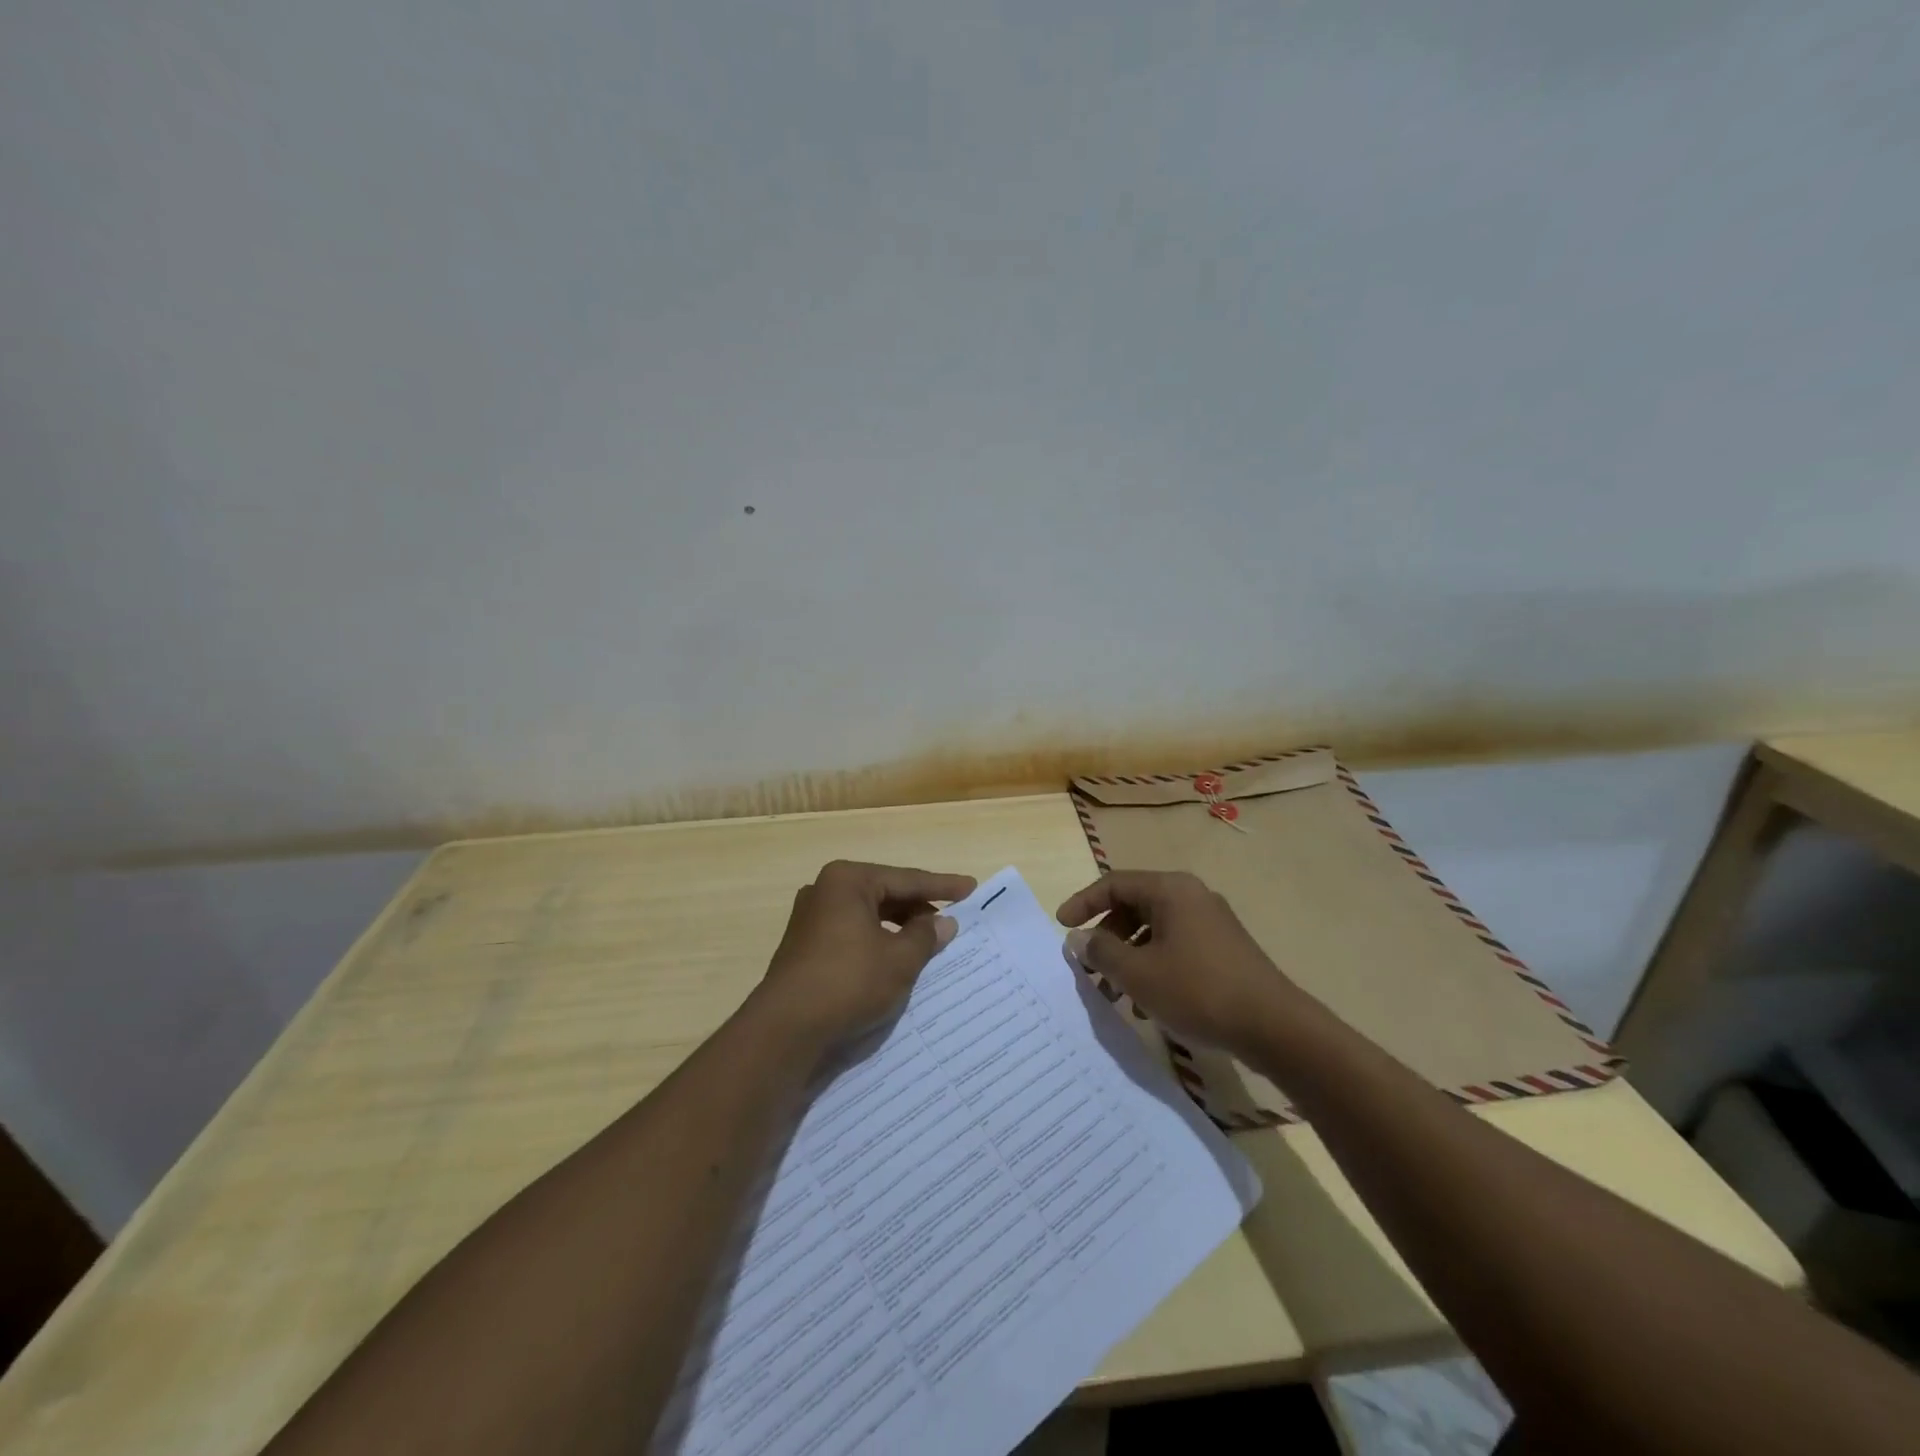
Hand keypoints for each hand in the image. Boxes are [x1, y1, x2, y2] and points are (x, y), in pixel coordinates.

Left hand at [754, 860, 976, 1053]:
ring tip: (929, 945)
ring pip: (868, 917)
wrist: (785, 1031)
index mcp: (847, 881)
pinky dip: (878, 944)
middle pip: (885, 895)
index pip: (906, 879)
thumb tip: (943, 922)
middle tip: (951, 922)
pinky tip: (896, 962)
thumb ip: (925, 936)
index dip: (942, 887)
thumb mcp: (899, 960)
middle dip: (918, 910)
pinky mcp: (805, 949)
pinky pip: (852, 936)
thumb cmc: (848, 982)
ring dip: (898, 930)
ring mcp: (811, 920)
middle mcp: (825, 892)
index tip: (971, 888)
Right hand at [1056, 870, 1296, 1054]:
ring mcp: (1210, 923)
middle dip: (1106, 937)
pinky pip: (1174, 947)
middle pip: (1134, 906)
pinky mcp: (1222, 949)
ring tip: (1114, 993)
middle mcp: (1191, 896)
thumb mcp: (1138, 974)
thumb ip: (1101, 952)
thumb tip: (1079, 938)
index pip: (1114, 883)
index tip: (1062, 926)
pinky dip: (1153, 967)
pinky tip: (1146, 1005)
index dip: (1083, 903)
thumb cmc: (1198, 990)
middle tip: (1088, 967)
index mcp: (1170, 890)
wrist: (1273, 1027)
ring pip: (1153, 931)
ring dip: (1127, 958)